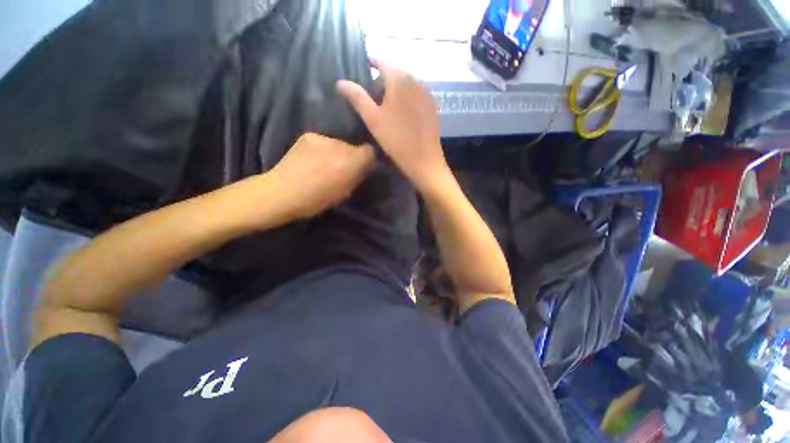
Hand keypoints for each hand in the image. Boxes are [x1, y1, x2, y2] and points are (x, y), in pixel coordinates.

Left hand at [269, 133, 374, 219]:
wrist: (283, 192)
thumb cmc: (317, 200)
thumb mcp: (346, 192)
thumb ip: (357, 176)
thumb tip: (364, 167)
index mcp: (351, 163)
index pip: (370, 152)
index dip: (367, 160)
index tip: (361, 168)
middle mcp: (340, 146)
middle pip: (354, 147)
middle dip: (350, 156)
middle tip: (341, 168)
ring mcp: (324, 139)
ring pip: (338, 144)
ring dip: (336, 152)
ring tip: (324, 163)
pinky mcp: (309, 135)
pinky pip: (324, 141)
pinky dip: (322, 149)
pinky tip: (312, 158)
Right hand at [337, 60, 448, 192]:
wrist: (424, 161)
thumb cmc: (397, 140)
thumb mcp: (373, 119)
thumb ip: (357, 97)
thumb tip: (340, 82)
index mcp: (400, 78)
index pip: (380, 61)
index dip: (368, 64)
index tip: (358, 71)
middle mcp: (416, 80)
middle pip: (393, 73)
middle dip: (380, 81)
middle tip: (369, 98)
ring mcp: (426, 94)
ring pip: (405, 85)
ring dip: (393, 91)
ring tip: (383, 108)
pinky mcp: (432, 107)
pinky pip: (414, 96)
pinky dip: (405, 99)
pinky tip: (400, 115)